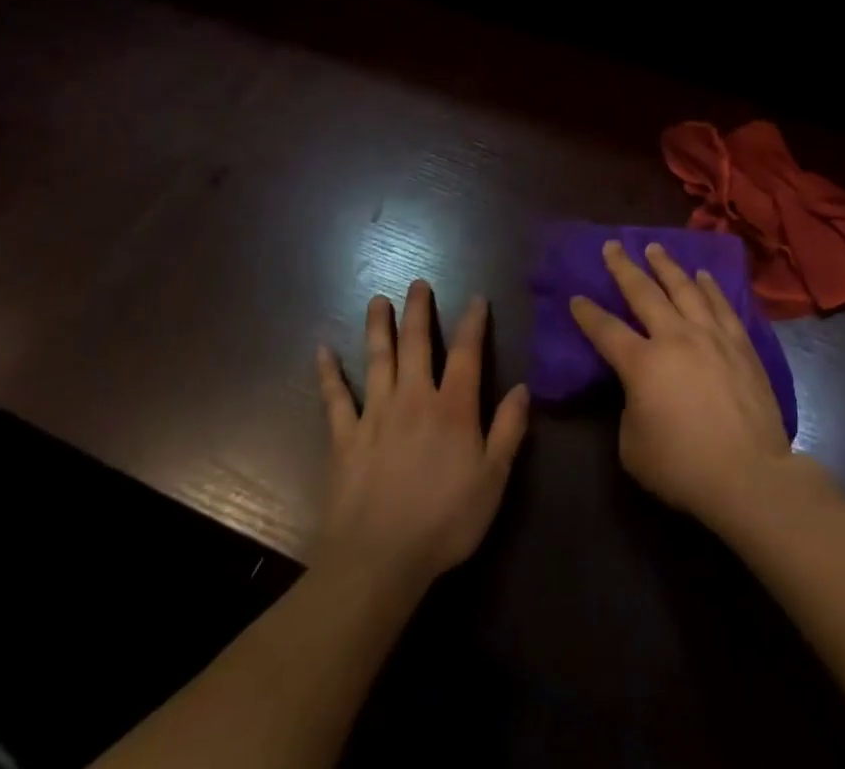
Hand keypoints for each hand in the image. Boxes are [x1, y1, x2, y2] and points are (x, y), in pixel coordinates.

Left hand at [315, 282, 529, 589]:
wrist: (378, 561)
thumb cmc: (444, 521)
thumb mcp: (493, 479)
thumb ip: (509, 430)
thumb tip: (523, 387)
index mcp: (453, 407)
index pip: (466, 353)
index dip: (473, 323)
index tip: (476, 298)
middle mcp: (414, 399)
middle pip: (416, 344)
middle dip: (418, 311)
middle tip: (417, 283)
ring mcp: (375, 415)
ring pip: (377, 360)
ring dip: (377, 327)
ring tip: (377, 300)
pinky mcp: (344, 438)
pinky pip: (335, 399)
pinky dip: (328, 374)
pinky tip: (322, 351)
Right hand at [570, 241, 805, 530]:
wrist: (748, 473)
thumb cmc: (683, 466)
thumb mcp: (633, 446)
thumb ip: (630, 407)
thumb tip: (640, 390)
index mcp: (642, 363)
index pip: (606, 330)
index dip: (588, 313)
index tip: (576, 297)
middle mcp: (675, 337)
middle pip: (644, 293)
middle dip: (624, 267)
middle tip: (612, 246)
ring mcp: (711, 335)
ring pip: (685, 288)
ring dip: (666, 266)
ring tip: (655, 248)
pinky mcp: (740, 343)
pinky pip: (721, 304)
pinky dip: (709, 286)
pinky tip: (703, 275)